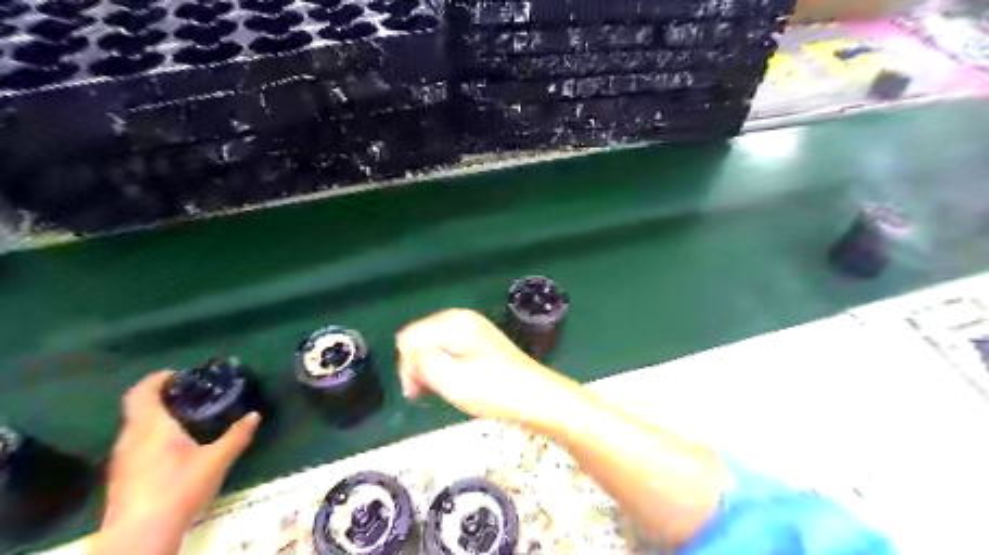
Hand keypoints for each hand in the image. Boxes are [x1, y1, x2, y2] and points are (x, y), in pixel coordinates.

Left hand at [101, 371, 257, 534]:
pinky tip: (174, 449)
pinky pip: (136, 444)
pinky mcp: (122, 476)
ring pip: (136, 427)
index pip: (141, 392)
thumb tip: (255, 415)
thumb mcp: (217, 459)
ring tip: (186, 419)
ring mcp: (122, 459)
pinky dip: (152, 436)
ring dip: (156, 418)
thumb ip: (237, 435)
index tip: (178, 374)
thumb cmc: (179, 487)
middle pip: (138, 408)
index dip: (156, 379)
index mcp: (150, 426)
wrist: (141, 534)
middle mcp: (130, 438)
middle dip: (161, 398)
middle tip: (190, 395)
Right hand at [396, 309, 581, 421]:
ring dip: (432, 370)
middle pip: (421, 339)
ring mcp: (473, 331)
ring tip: (443, 392)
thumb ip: (420, 362)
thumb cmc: (494, 390)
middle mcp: (461, 319)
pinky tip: (456, 385)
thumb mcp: (450, 378)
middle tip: (427, 394)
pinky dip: (447, 368)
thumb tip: (411, 358)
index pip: (408, 338)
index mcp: (453, 321)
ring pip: (435, 347)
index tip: (417, 391)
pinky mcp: (481, 345)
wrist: (539, 399)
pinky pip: (451, 352)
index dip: (407, 366)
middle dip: (418, 366)